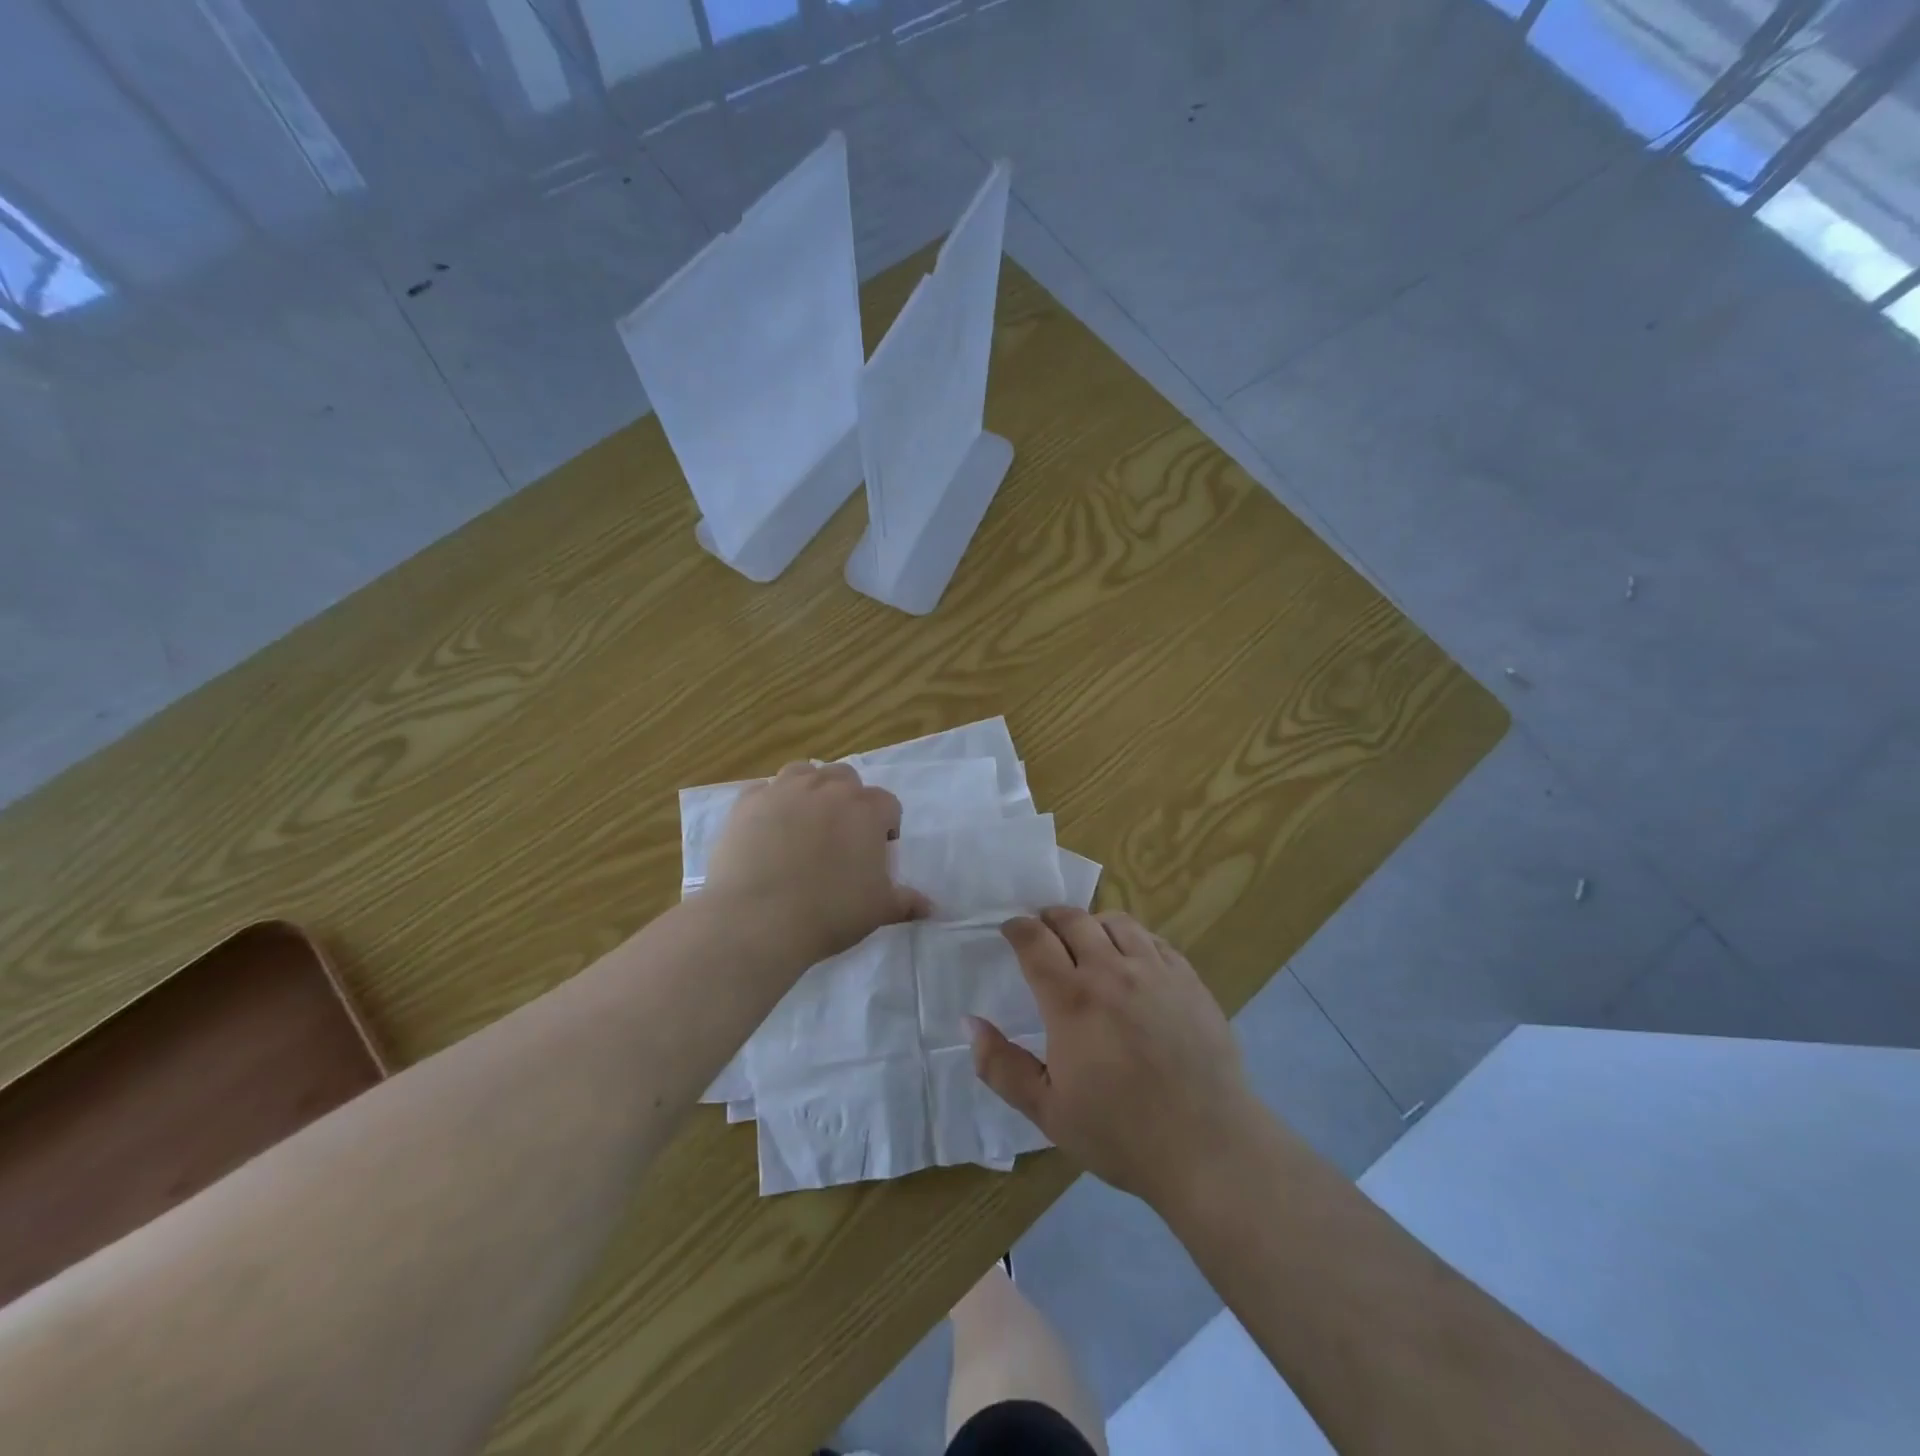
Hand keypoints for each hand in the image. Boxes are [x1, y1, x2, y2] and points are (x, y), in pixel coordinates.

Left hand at [703, 762, 929, 964]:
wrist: (759, 918)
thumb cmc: (830, 912)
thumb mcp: (878, 910)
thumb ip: (906, 902)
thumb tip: (932, 907)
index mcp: (866, 809)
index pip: (887, 804)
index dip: (886, 826)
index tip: (877, 851)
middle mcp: (827, 788)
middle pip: (845, 777)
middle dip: (848, 799)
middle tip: (840, 835)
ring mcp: (784, 790)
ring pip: (803, 772)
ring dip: (809, 790)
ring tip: (803, 823)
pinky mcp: (747, 802)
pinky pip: (763, 790)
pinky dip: (769, 803)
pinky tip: (766, 830)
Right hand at [969, 908, 1260, 1208]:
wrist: (1208, 1146)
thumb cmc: (1120, 1133)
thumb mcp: (1047, 1111)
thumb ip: (1000, 1066)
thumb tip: (971, 1023)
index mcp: (1071, 1000)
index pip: (1034, 940)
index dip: (1016, 928)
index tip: (1008, 930)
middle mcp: (1111, 972)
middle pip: (1073, 919)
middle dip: (1050, 917)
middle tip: (1042, 930)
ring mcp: (1155, 971)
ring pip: (1117, 922)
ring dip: (1093, 923)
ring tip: (1088, 941)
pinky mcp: (1189, 980)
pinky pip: (1155, 940)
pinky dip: (1134, 939)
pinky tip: (1133, 961)